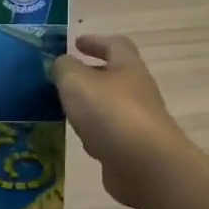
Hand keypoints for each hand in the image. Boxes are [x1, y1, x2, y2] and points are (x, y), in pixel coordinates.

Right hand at [51, 34, 191, 208]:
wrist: (146, 167)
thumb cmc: (110, 113)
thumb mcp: (76, 81)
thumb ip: (64, 68)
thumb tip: (62, 63)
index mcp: (127, 67)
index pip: (115, 44)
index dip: (95, 41)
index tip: (75, 43)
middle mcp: (137, 92)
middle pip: (113, 77)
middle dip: (89, 75)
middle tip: (63, 78)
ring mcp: (137, 122)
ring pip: (109, 108)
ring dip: (89, 106)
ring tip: (64, 109)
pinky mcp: (133, 150)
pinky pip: (109, 136)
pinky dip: (94, 134)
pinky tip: (80, 142)